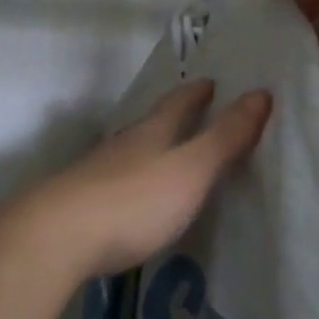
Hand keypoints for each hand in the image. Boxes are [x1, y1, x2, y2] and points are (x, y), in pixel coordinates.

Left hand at [23, 80, 271, 276]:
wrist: (57, 236)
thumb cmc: (134, 199)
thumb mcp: (191, 169)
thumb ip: (225, 137)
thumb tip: (261, 93)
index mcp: (152, 132)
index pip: (178, 103)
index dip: (196, 93)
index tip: (211, 82)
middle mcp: (123, 145)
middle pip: (150, 123)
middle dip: (171, 116)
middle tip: (191, 111)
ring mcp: (97, 173)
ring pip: (129, 151)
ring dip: (148, 147)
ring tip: (164, 152)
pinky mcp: (80, 204)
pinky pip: (114, 182)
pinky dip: (131, 180)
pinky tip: (131, 196)